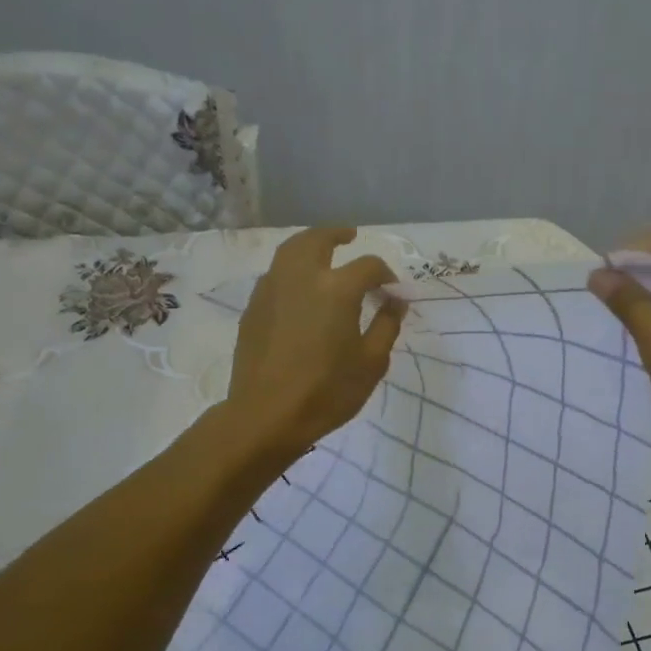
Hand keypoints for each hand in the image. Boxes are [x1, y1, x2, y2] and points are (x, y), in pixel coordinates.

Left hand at [228, 226, 405, 454]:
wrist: (266, 415)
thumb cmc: (327, 391)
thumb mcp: (371, 362)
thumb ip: (387, 325)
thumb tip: (396, 302)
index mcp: (336, 288)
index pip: (368, 266)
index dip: (385, 274)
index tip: (393, 290)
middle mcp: (301, 277)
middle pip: (318, 240)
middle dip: (337, 234)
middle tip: (350, 236)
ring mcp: (271, 289)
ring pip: (290, 251)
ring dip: (310, 245)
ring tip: (322, 252)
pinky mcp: (253, 307)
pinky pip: (275, 274)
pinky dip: (291, 269)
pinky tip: (300, 288)